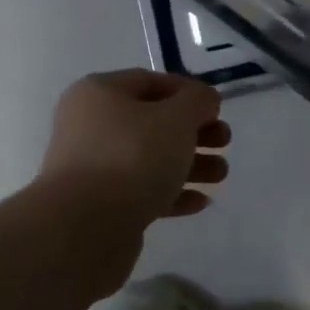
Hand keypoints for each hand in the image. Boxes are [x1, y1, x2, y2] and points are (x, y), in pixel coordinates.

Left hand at [40, 70, 229, 227]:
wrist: (84, 228)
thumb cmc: (132, 157)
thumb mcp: (176, 118)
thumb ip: (197, 101)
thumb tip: (203, 100)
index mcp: (100, 93)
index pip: (151, 81)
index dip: (189, 92)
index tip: (218, 109)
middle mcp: (91, 126)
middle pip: (153, 122)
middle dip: (195, 132)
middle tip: (224, 142)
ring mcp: (93, 168)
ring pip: (150, 159)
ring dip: (190, 164)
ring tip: (221, 175)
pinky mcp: (101, 206)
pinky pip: (142, 191)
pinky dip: (172, 193)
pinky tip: (201, 201)